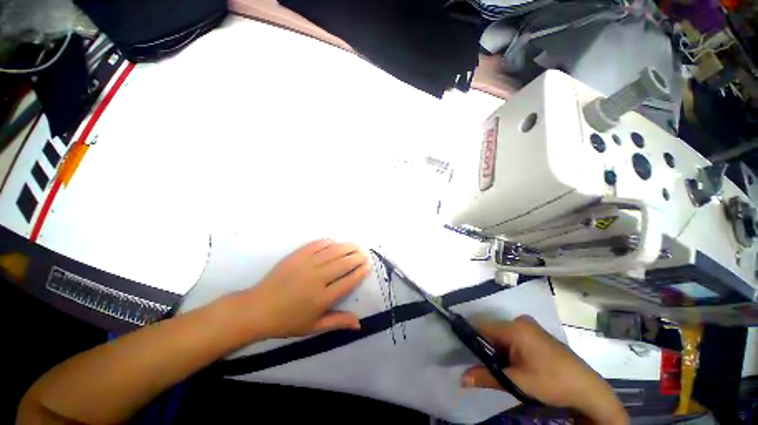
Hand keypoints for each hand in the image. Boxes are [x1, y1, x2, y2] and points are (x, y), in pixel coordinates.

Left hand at [237, 239, 368, 338]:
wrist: (257, 309)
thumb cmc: (287, 321)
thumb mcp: (313, 327)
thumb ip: (337, 322)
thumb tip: (359, 324)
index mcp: (322, 298)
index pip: (348, 281)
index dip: (360, 272)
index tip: (367, 266)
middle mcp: (318, 278)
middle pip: (344, 264)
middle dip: (357, 257)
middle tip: (364, 254)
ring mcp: (307, 264)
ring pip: (333, 251)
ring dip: (347, 247)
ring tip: (356, 245)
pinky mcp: (297, 256)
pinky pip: (317, 245)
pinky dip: (328, 242)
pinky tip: (334, 242)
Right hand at [461, 316, 627, 424]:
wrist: (588, 390)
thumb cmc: (551, 382)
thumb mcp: (516, 382)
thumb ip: (486, 376)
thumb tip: (461, 378)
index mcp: (514, 327)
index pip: (482, 327)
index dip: (471, 340)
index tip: (465, 354)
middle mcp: (521, 321)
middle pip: (493, 332)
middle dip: (488, 350)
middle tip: (490, 369)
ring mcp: (531, 327)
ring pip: (504, 336)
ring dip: (500, 352)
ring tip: (507, 371)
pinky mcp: (538, 335)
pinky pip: (515, 338)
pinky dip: (511, 351)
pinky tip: (520, 367)